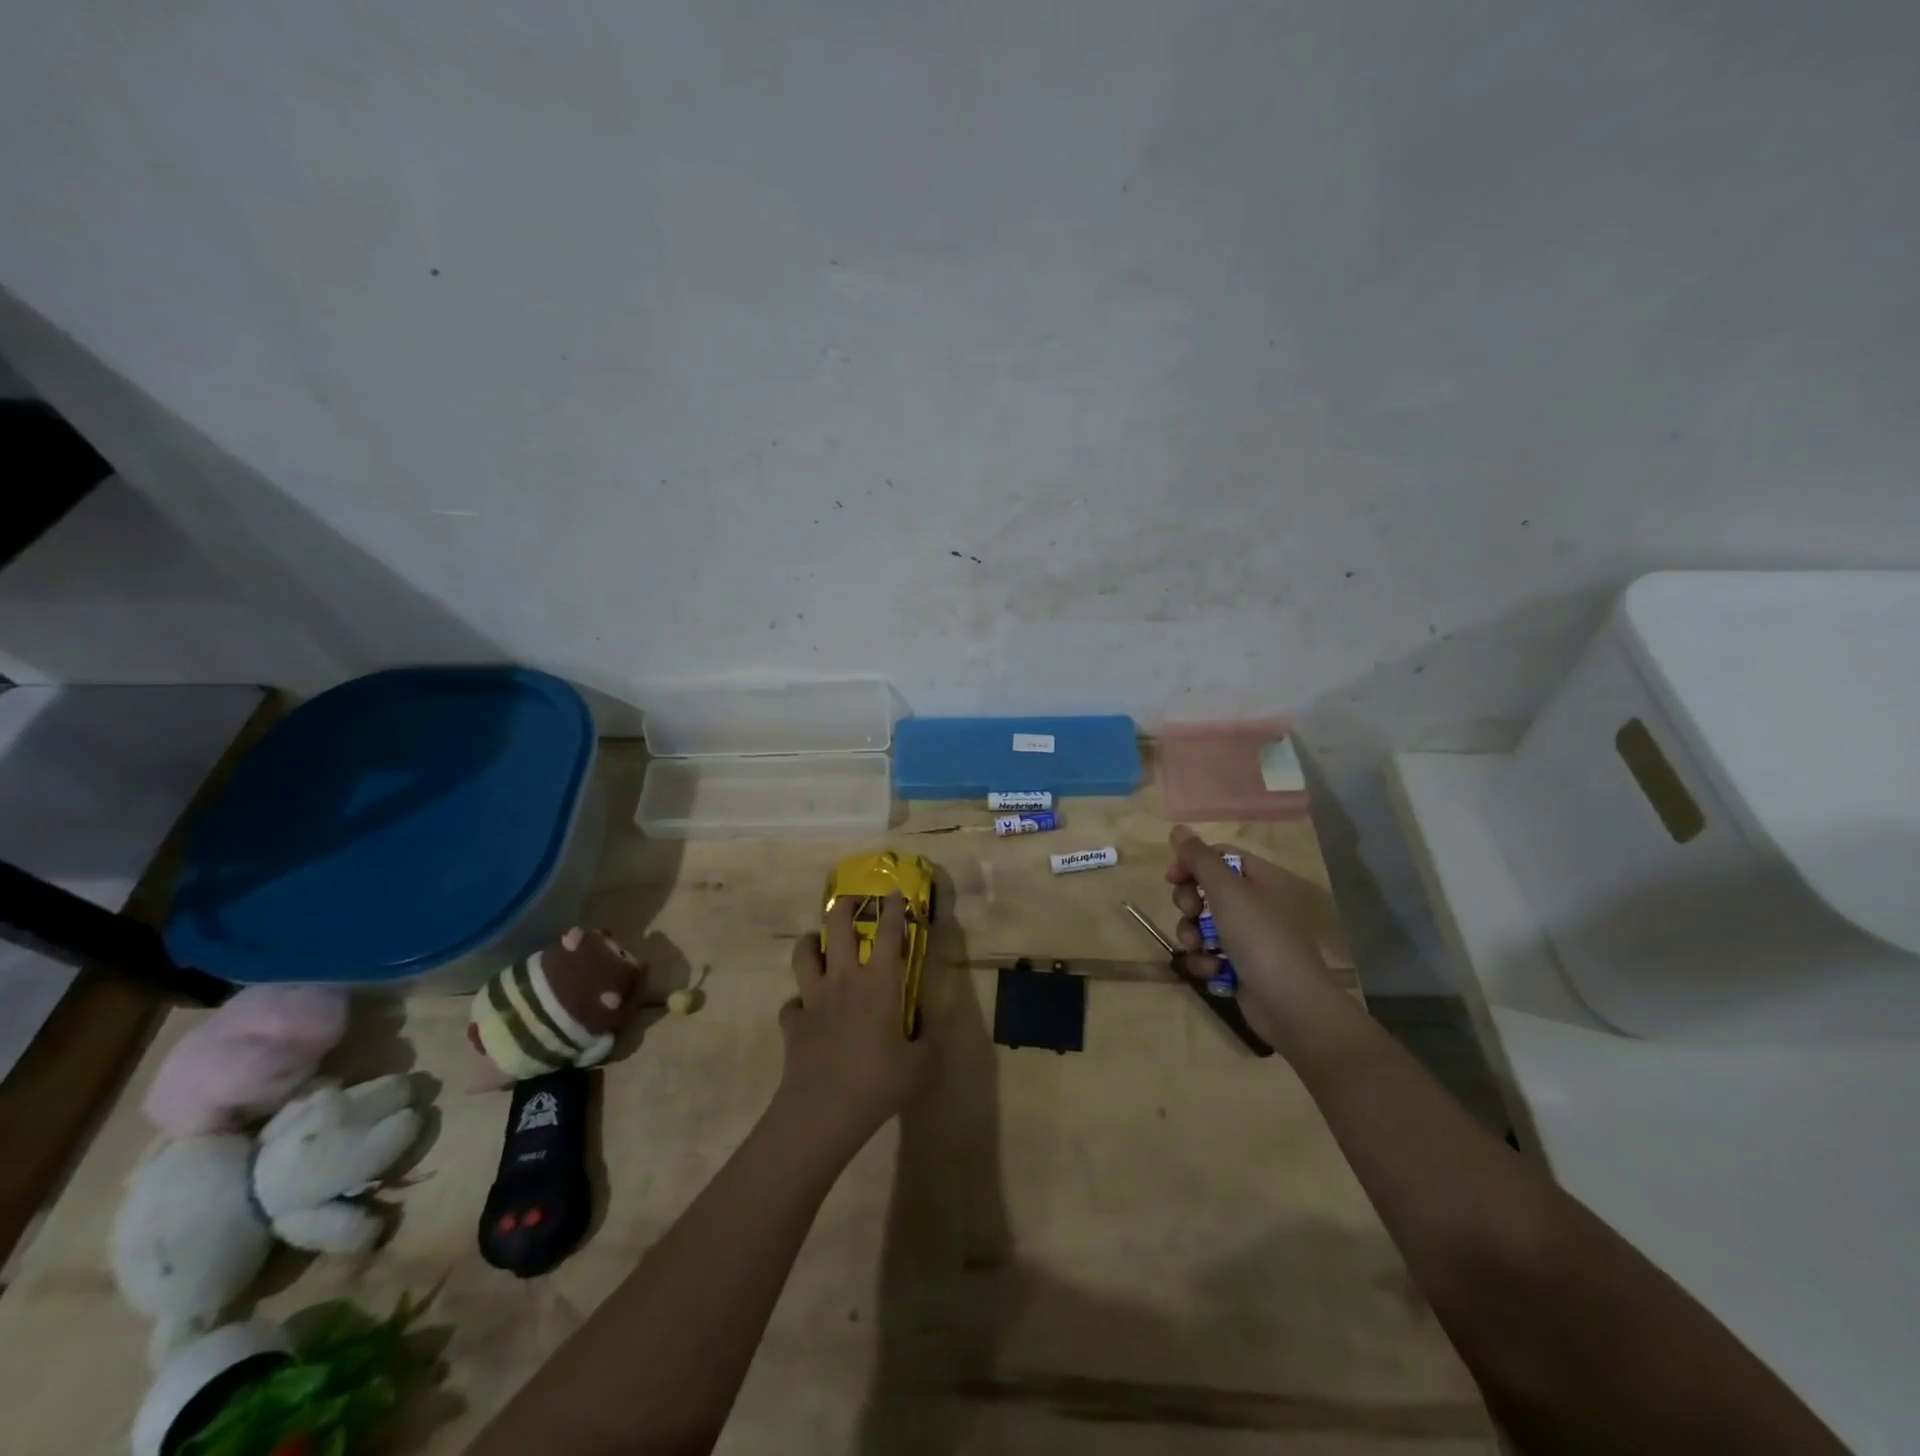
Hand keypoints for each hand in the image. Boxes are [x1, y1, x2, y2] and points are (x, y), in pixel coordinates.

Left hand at [780, 892, 930, 1151]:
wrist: (823, 1110)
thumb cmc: (878, 1082)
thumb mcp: (921, 1064)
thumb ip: (926, 1039)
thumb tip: (924, 1026)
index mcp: (879, 983)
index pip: (890, 934)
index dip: (893, 910)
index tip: (893, 892)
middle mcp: (844, 980)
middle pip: (837, 928)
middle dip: (844, 908)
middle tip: (850, 902)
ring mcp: (813, 999)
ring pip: (804, 955)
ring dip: (810, 943)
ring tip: (818, 944)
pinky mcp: (792, 1023)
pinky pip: (791, 1004)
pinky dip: (798, 1003)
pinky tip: (805, 1011)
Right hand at [1166, 825, 1336, 1049]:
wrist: (1290, 1004)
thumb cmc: (1259, 936)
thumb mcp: (1226, 890)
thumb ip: (1199, 858)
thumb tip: (1178, 828)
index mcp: (1263, 879)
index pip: (1221, 857)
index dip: (1193, 863)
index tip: (1172, 877)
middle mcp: (1259, 904)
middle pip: (1209, 889)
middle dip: (1190, 902)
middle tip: (1190, 912)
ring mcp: (1251, 937)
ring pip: (1204, 924)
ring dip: (1193, 934)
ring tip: (1199, 947)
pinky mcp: (1242, 966)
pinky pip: (1210, 953)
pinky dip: (1205, 960)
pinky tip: (1212, 970)